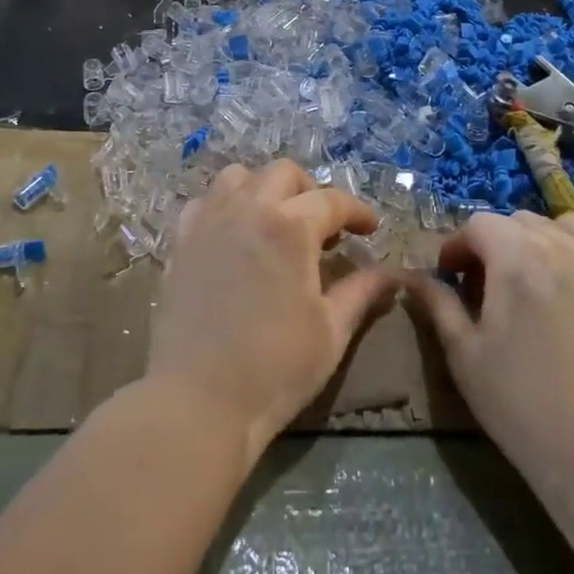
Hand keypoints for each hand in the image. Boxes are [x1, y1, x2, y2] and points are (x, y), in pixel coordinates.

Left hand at [148, 161, 394, 459]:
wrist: (198, 400)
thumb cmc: (274, 369)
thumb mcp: (330, 331)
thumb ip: (362, 292)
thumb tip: (393, 275)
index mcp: (290, 227)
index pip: (331, 200)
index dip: (357, 211)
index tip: (370, 229)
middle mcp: (247, 209)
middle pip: (283, 173)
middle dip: (311, 191)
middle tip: (324, 226)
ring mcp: (208, 222)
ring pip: (238, 177)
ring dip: (264, 189)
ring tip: (276, 223)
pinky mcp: (181, 242)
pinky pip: (204, 202)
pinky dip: (225, 206)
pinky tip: (234, 236)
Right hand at [404, 213, 573, 510]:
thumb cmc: (525, 412)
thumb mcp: (465, 358)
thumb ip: (438, 305)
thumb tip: (413, 276)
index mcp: (518, 261)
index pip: (479, 225)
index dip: (457, 246)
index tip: (452, 278)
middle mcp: (568, 250)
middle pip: (522, 221)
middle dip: (497, 244)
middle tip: (490, 287)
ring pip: (572, 225)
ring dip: (546, 239)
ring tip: (540, 277)